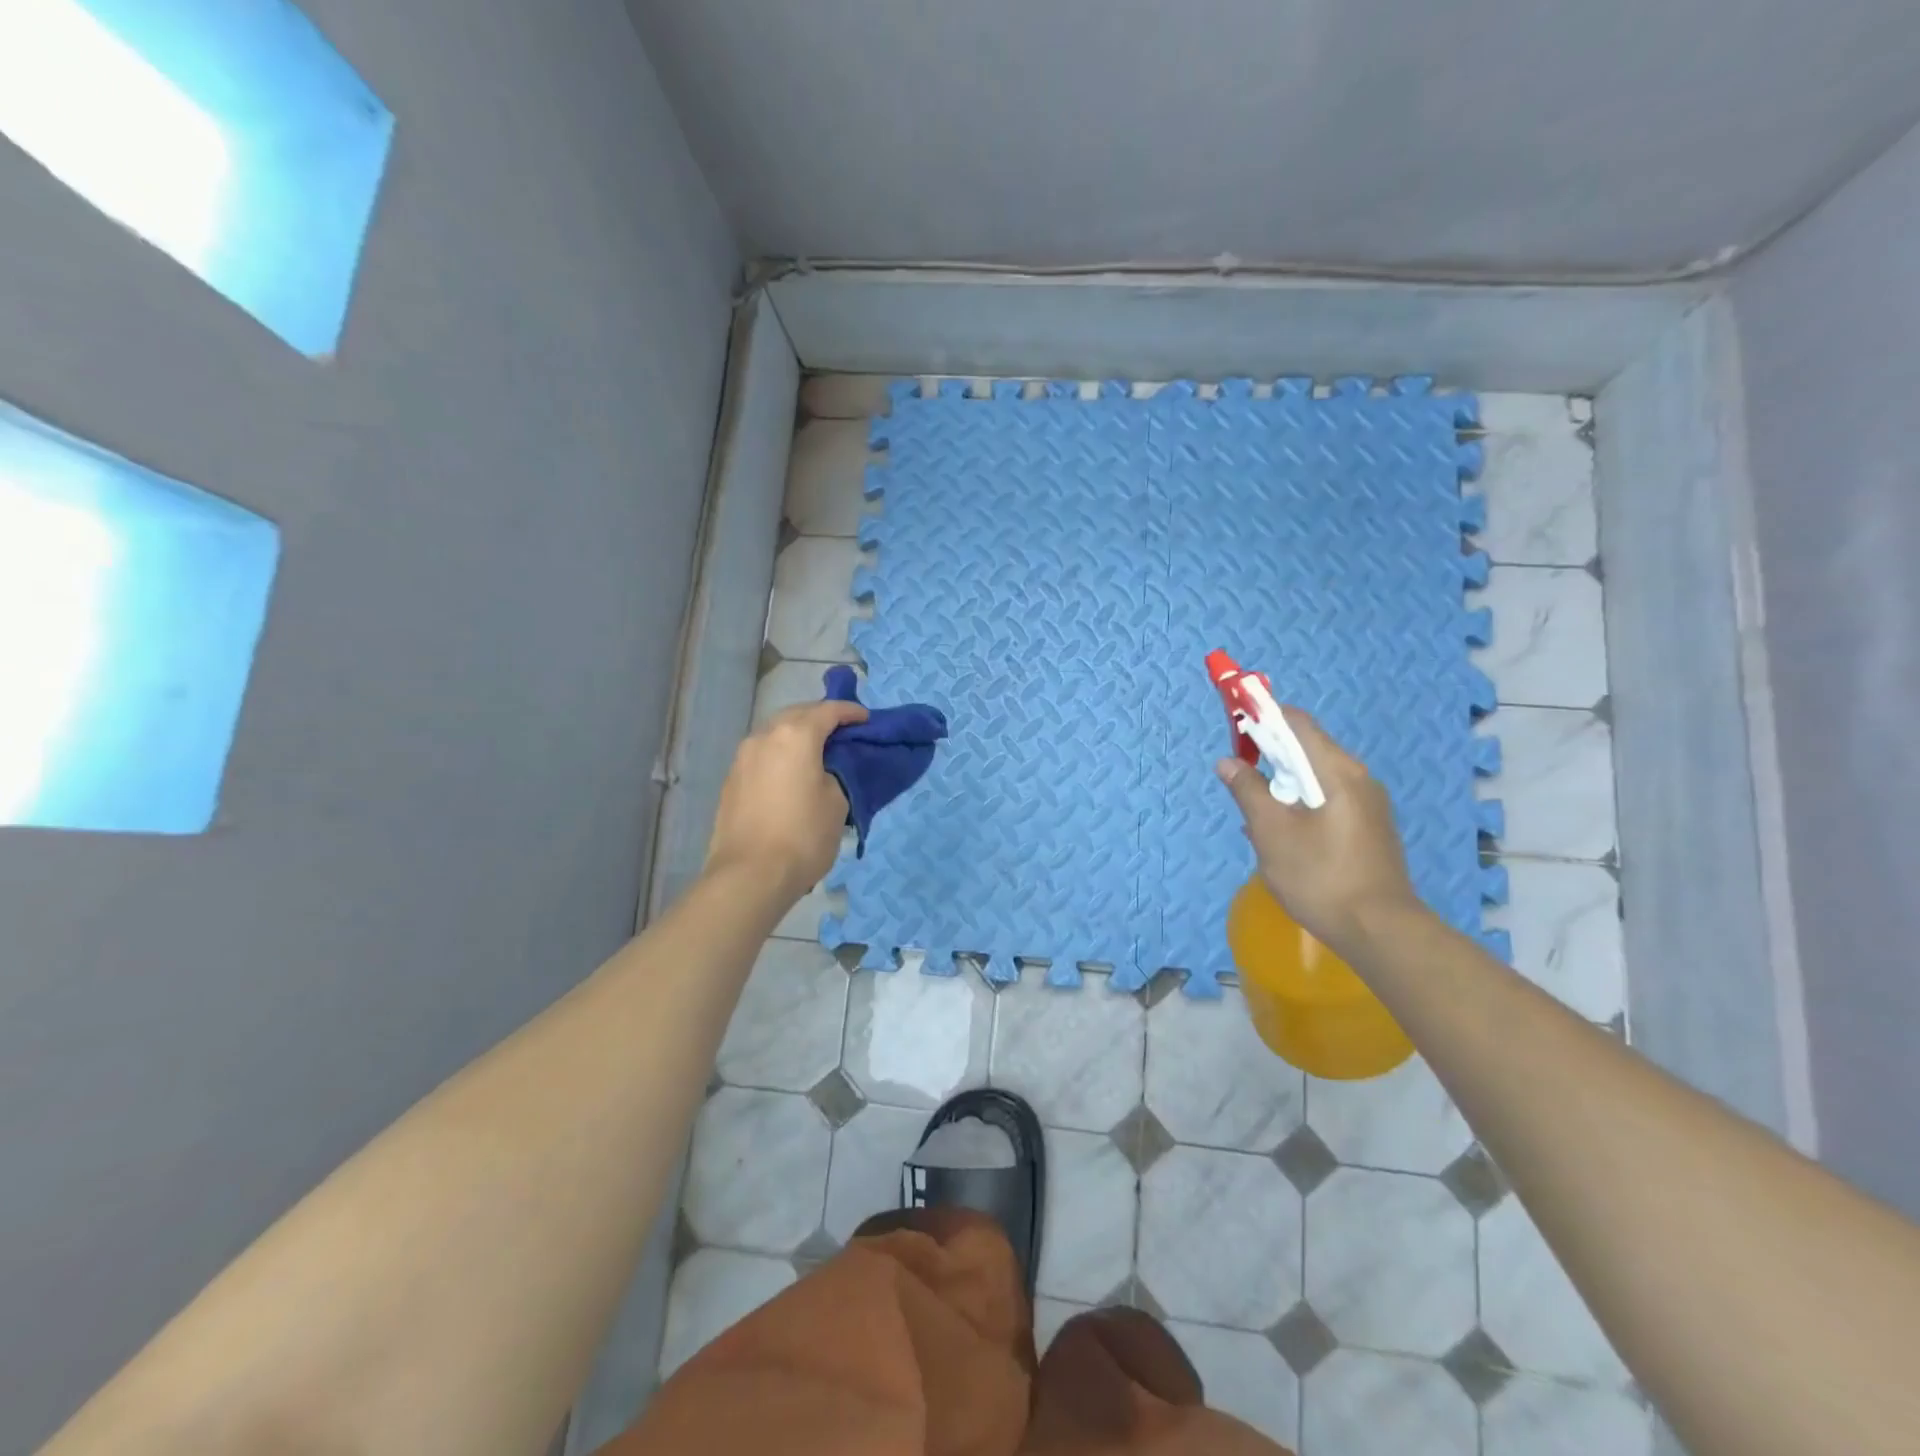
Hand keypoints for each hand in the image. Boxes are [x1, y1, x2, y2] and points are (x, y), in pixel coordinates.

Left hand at [706, 699, 867, 900]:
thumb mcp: (837, 802)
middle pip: (797, 714)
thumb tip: (827, 770)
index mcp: (795, 735)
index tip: (867, 720)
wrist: (749, 876)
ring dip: (798, 736)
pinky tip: (792, 774)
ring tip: (818, 753)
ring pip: (776, 733)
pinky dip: (781, 755)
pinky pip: (763, 754)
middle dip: (821, 718)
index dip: (851, 712)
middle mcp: (764, 736)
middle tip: (843, 733)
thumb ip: (837, 773)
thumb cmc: (803, 835)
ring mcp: (743, 757)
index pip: (828, 710)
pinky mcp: (732, 780)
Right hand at [1215, 707, 1421, 954]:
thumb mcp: (1271, 832)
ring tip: (1256, 816)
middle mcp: (1359, 778)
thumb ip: (1247, 791)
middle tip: (1239, 781)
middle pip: (1307, 749)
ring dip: (1282, 786)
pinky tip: (1282, 835)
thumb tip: (1228, 762)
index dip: (1263, 719)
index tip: (1235, 732)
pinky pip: (1328, 800)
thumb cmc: (1320, 876)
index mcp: (1337, 771)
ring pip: (1316, 778)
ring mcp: (1368, 804)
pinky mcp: (1369, 828)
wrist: (1379, 931)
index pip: (1297, 723)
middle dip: (1269, 758)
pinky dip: (1300, 805)